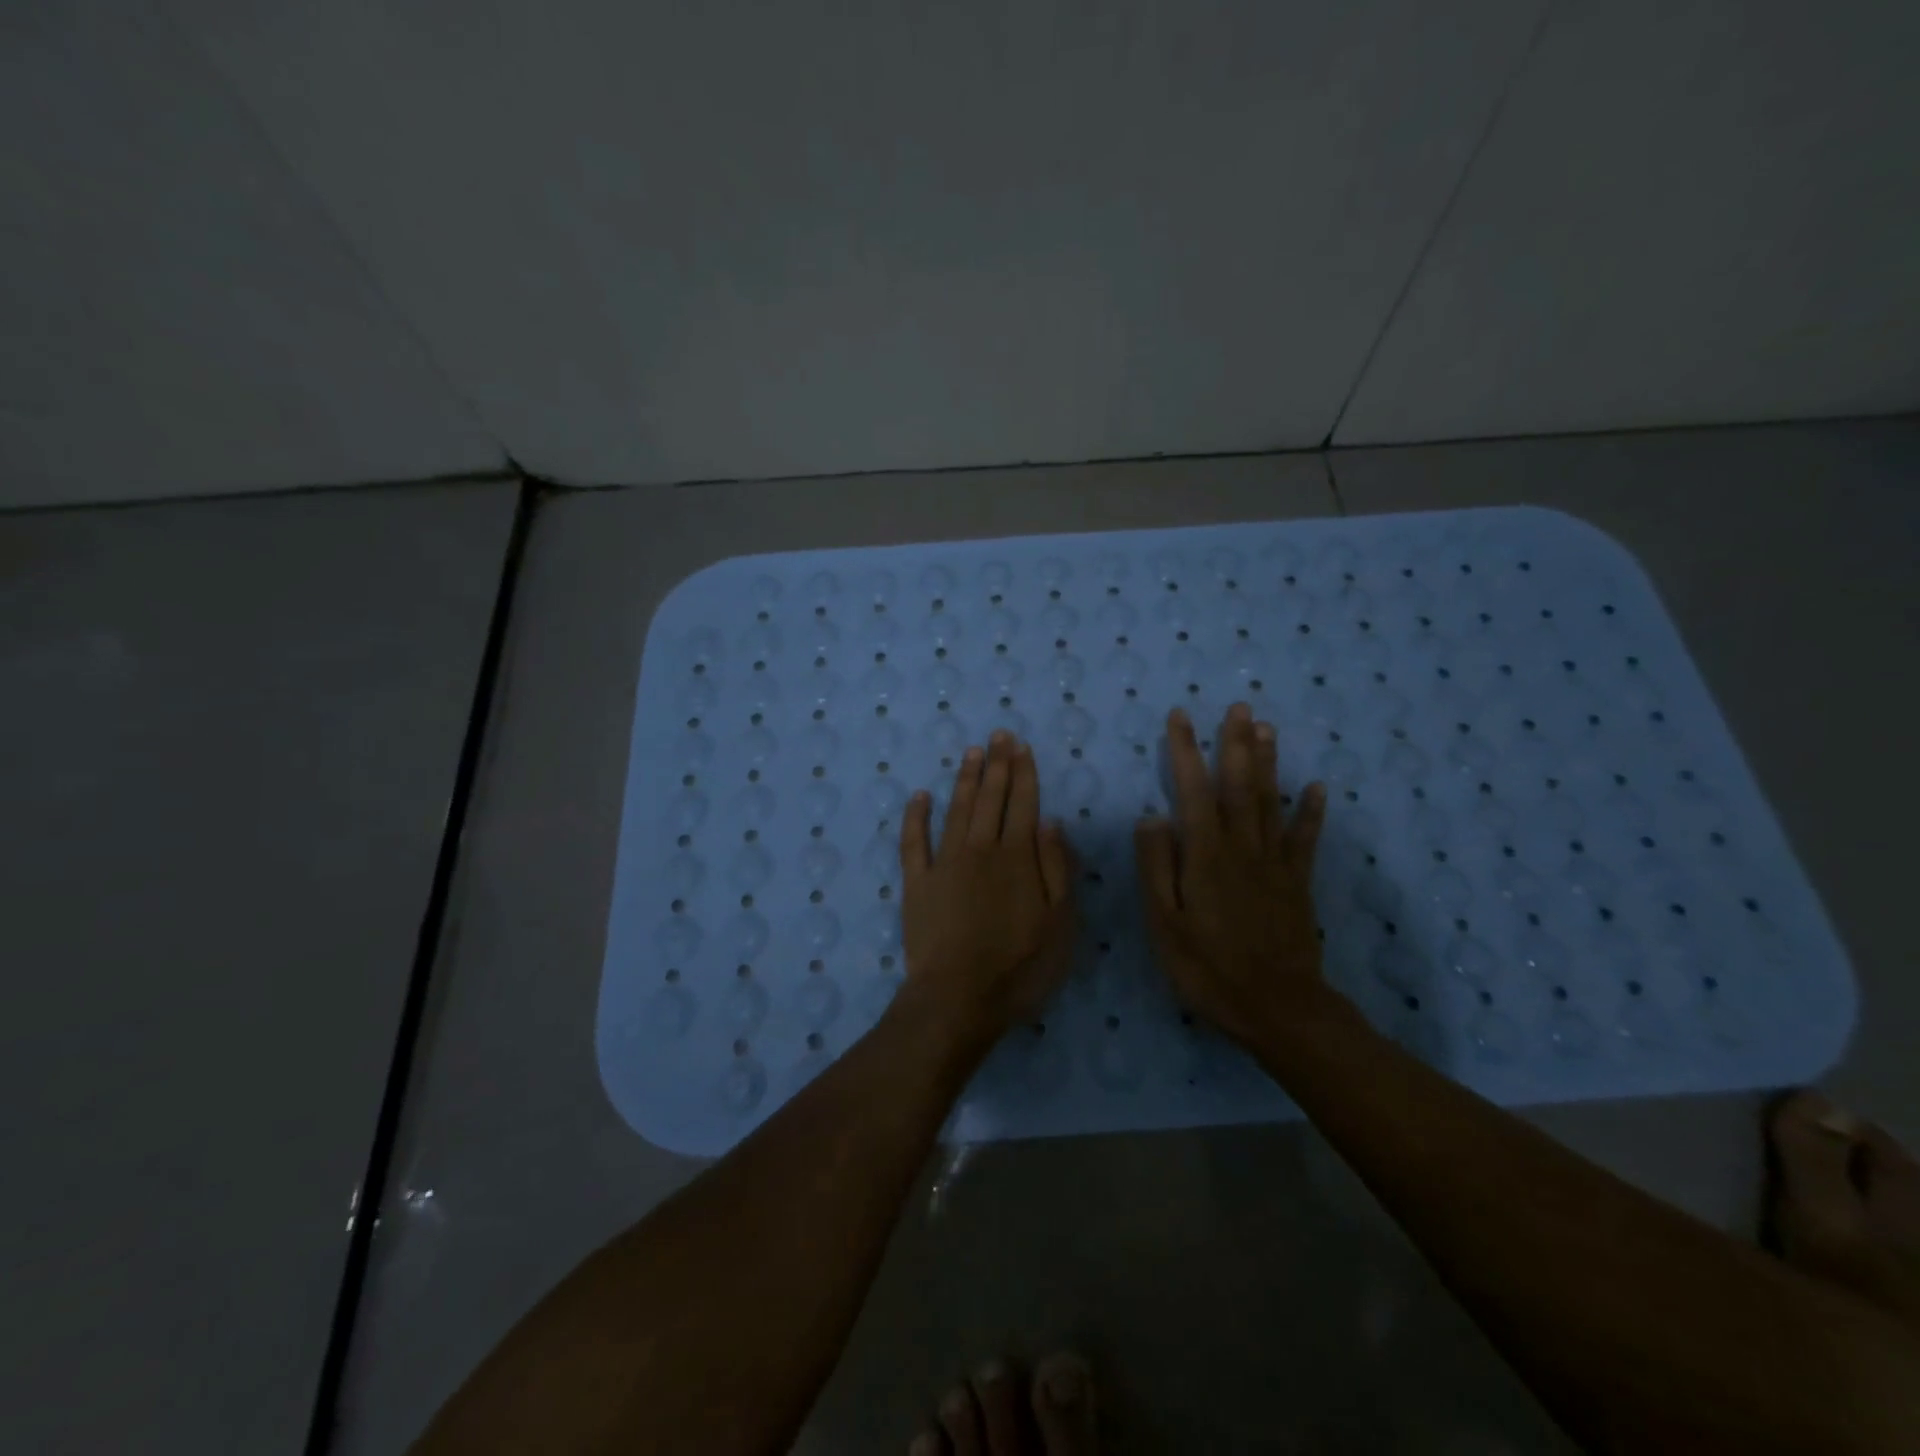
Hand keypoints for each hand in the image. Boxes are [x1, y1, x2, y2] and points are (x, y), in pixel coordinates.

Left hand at [894, 731, 1077, 1045]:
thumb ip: (1057, 869)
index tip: (1021, 746)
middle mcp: (979, 850)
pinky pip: (913, 841)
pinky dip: (915, 816)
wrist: (957, 999)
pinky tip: (919, 796)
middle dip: (996, 764)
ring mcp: (944, 864)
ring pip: (956, 810)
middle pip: (990, 799)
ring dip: (965, 779)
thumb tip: (1052, 822)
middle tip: (997, 735)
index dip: (1024, 773)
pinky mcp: (916, 883)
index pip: (1023, 804)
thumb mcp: (1060, 924)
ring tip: (971, 753)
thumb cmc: (1019, 967)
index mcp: (1017, 858)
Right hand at [1134, 703, 1332, 1049]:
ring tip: (1266, 727)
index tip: (1180, 717)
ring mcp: (1275, 864)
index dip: (1186, 751)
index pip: (1192, 791)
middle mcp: (1242, 848)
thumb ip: (1157, 868)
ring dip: (1268, 762)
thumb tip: (1151, 817)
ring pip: (1270, 802)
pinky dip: (1311, 811)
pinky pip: (1305, 839)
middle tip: (1237, 706)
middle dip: (1235, 744)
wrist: (1278, 1009)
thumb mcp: (1165, 925)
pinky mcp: (1297, 883)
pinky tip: (1316, 786)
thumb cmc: (1209, 969)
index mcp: (1205, 856)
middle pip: (1239, 786)